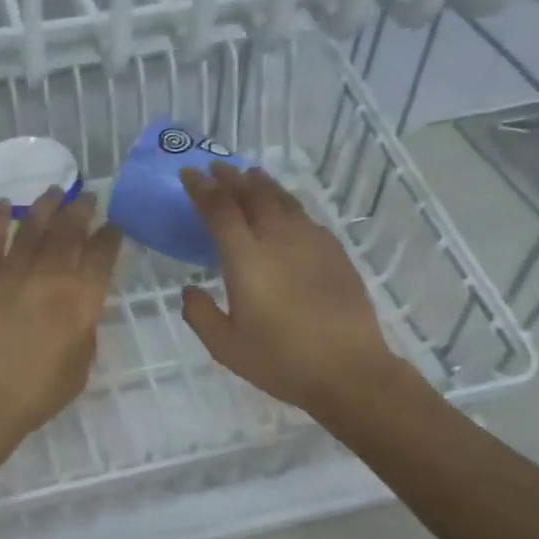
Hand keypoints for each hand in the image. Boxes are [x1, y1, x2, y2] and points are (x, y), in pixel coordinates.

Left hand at [0, 188, 123, 444]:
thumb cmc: (39, 392)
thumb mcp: (81, 363)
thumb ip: (85, 326)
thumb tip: (81, 305)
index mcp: (82, 299)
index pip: (102, 254)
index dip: (111, 235)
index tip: (114, 224)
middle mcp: (51, 275)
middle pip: (70, 230)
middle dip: (82, 209)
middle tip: (88, 197)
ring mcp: (13, 270)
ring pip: (33, 226)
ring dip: (46, 205)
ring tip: (55, 191)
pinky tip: (4, 206)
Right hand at [179, 163, 421, 420]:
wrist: (349, 370)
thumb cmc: (280, 360)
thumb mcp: (226, 347)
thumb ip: (200, 315)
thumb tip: (190, 291)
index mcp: (246, 258)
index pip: (219, 209)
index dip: (202, 188)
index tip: (189, 174)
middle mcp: (278, 239)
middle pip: (253, 195)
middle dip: (232, 178)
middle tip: (218, 167)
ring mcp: (311, 242)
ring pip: (283, 200)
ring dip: (263, 184)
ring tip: (251, 176)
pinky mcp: (335, 252)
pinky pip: (306, 218)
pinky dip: (289, 206)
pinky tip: (288, 213)